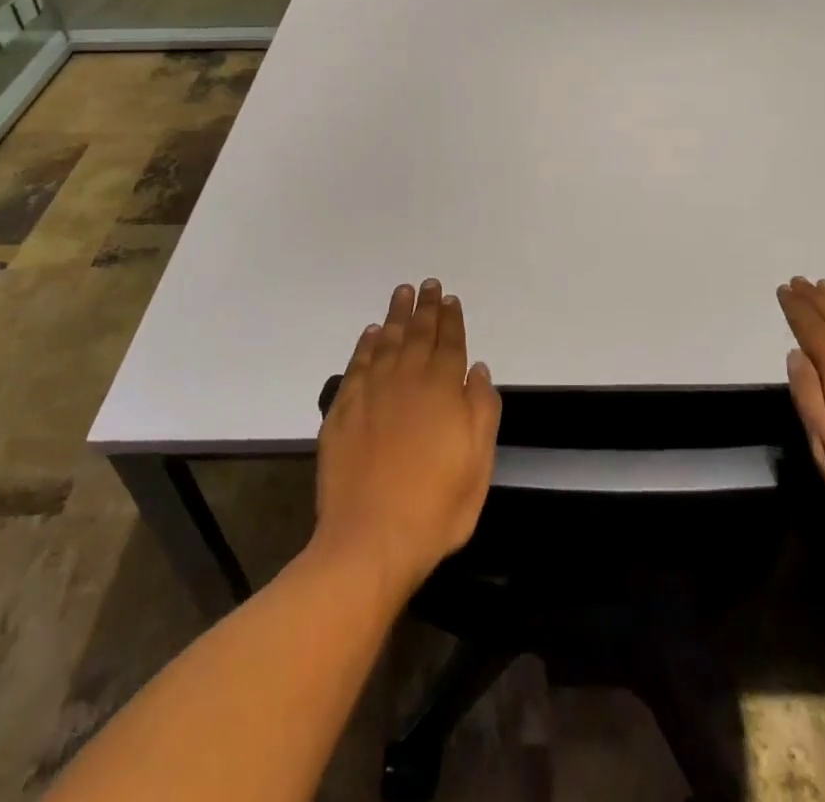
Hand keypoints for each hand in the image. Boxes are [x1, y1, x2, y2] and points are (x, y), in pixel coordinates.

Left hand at [313, 279, 501, 600]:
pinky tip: (371, 333)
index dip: (451, 319)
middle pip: (418, 334)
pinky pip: (357, 365)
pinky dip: (366, 344)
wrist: (370, 541)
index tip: (450, 298)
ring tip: (402, 293)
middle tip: (428, 284)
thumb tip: (477, 369)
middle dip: (426, 307)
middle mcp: (407, 381)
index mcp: (443, 391)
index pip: (449, 343)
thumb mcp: (478, 465)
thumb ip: (482, 411)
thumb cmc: (435, 508)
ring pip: (387, 341)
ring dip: (397, 315)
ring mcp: (371, 393)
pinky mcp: (343, 411)